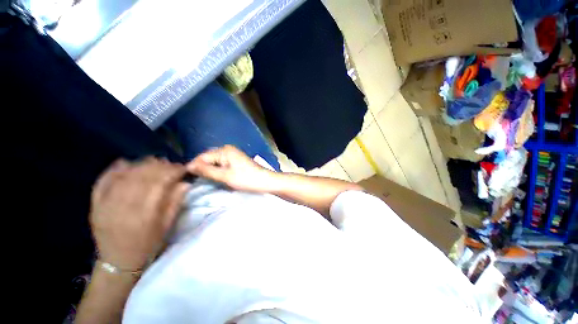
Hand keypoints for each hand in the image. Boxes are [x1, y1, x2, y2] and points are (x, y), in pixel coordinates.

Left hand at [90, 158, 189, 269]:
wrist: (118, 261)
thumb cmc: (148, 244)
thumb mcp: (167, 226)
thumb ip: (176, 202)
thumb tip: (185, 183)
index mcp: (145, 213)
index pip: (160, 182)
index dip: (173, 171)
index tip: (183, 168)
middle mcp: (124, 205)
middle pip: (142, 175)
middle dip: (159, 166)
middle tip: (170, 164)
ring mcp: (107, 203)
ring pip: (125, 175)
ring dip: (141, 165)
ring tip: (153, 162)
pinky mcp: (96, 203)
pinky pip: (104, 180)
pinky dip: (116, 169)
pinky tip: (127, 164)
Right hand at [186, 145, 275, 192]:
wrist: (265, 181)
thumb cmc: (246, 179)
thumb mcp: (225, 176)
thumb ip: (206, 170)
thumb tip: (189, 166)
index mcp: (224, 150)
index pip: (202, 156)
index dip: (194, 167)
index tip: (186, 179)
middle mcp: (227, 149)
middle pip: (208, 158)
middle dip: (201, 168)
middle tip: (195, 181)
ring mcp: (233, 154)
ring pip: (215, 162)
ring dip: (209, 170)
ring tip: (204, 181)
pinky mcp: (236, 160)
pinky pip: (222, 164)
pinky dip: (217, 170)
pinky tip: (215, 177)